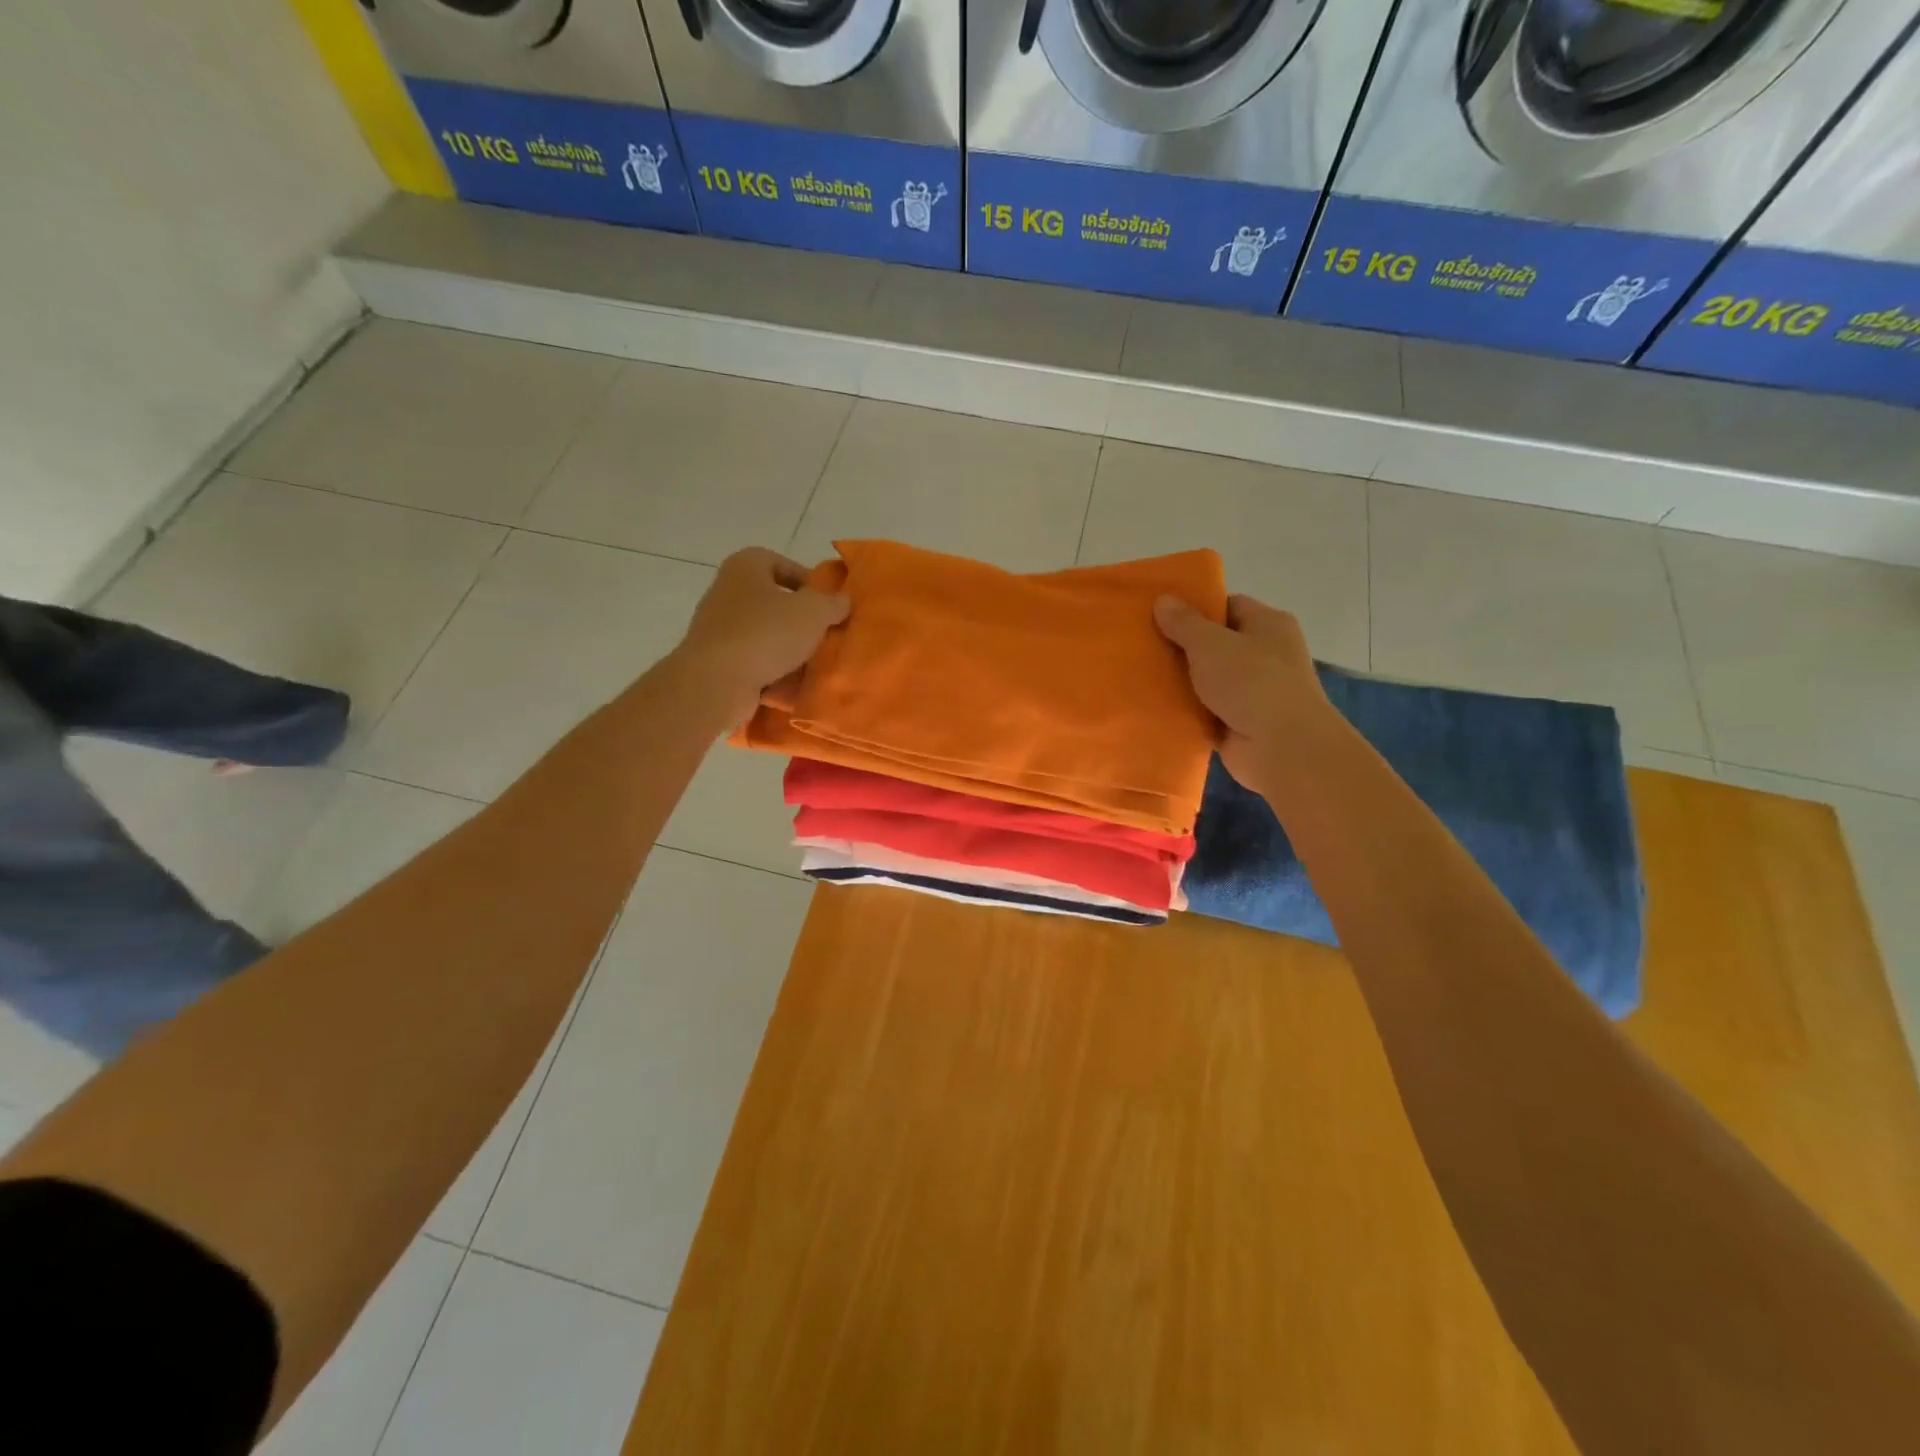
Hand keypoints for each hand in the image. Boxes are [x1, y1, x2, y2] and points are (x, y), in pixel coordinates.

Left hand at [675, 548, 849, 723]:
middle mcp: (726, 592)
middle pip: (773, 601)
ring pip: (765, 634)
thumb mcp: (813, 612)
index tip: (828, 603)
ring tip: (814, 662)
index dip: (807, 580)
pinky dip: (773, 672)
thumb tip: (842, 601)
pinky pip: (754, 662)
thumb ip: (833, 603)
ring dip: (789, 648)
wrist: (716, 681)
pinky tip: (794, 686)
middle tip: (825, 634)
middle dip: (800, 619)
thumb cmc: (766, 633)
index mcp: (745, 567)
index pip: (780, 563)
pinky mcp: (717, 661)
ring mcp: (718, 628)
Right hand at [1155, 593, 1327, 793]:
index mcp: (1268, 624)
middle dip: (1182, 646)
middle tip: (1142, 644)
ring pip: (1207, 679)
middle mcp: (1265, 654)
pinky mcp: (1239, 722)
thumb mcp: (1211, 643)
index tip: (1159, 614)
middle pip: (1215, 644)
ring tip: (1138, 674)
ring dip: (1180, 681)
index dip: (1195, 608)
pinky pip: (1205, 710)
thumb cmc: (1251, 681)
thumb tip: (1163, 599)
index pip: (1228, 606)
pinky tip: (1153, 705)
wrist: (1281, 747)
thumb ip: (1184, 623)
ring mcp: (1253, 691)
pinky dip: (1185, 710)